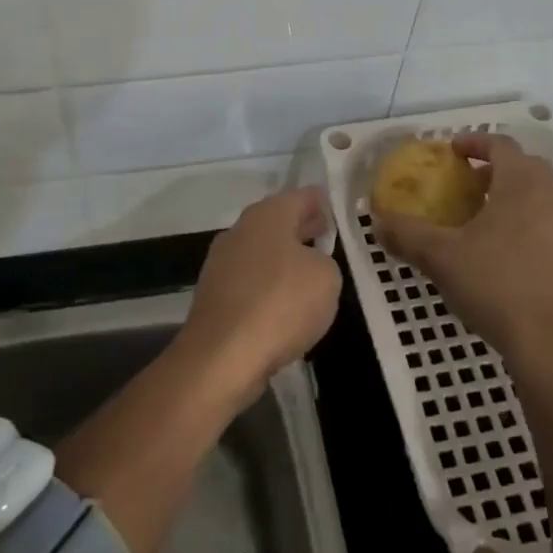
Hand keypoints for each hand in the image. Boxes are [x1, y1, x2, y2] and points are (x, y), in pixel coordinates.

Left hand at [177, 187, 340, 406]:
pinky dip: (267, 288)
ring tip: (310, 278)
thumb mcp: (327, 277)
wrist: (222, 356)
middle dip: (303, 230)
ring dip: (284, 260)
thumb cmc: (281, 304)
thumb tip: (309, 263)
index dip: (323, 203)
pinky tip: (283, 308)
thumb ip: (324, 261)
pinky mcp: (214, 294)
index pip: (302, 196)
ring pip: (262, 252)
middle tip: (327, 240)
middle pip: (278, 222)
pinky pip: (250, 282)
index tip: (339, 215)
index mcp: (267, 215)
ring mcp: (221, 262)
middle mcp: (240, 230)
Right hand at [375, 134, 552, 364]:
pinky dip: (529, 217)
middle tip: (465, 182)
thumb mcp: (440, 257)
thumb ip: (405, 233)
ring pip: (542, 192)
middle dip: (494, 167)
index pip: (500, 144)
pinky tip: (507, 247)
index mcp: (522, 182)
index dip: (474, 141)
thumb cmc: (495, 286)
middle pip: (525, 165)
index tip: (451, 151)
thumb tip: (377, 220)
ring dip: (514, 192)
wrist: (551, 344)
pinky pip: (552, 218)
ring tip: (484, 214)